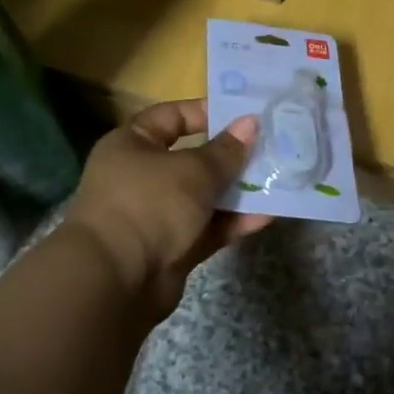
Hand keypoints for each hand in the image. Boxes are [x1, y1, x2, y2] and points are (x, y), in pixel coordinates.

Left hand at [61, 100, 273, 318]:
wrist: (115, 281)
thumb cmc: (149, 204)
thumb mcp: (193, 170)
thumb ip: (226, 150)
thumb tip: (250, 123)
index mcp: (133, 144)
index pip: (172, 116)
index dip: (207, 112)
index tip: (244, 114)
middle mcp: (141, 176)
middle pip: (193, 158)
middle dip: (231, 156)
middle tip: (271, 146)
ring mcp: (157, 214)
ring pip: (204, 196)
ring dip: (238, 191)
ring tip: (278, 179)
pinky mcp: (172, 248)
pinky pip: (208, 228)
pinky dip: (233, 222)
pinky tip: (268, 214)